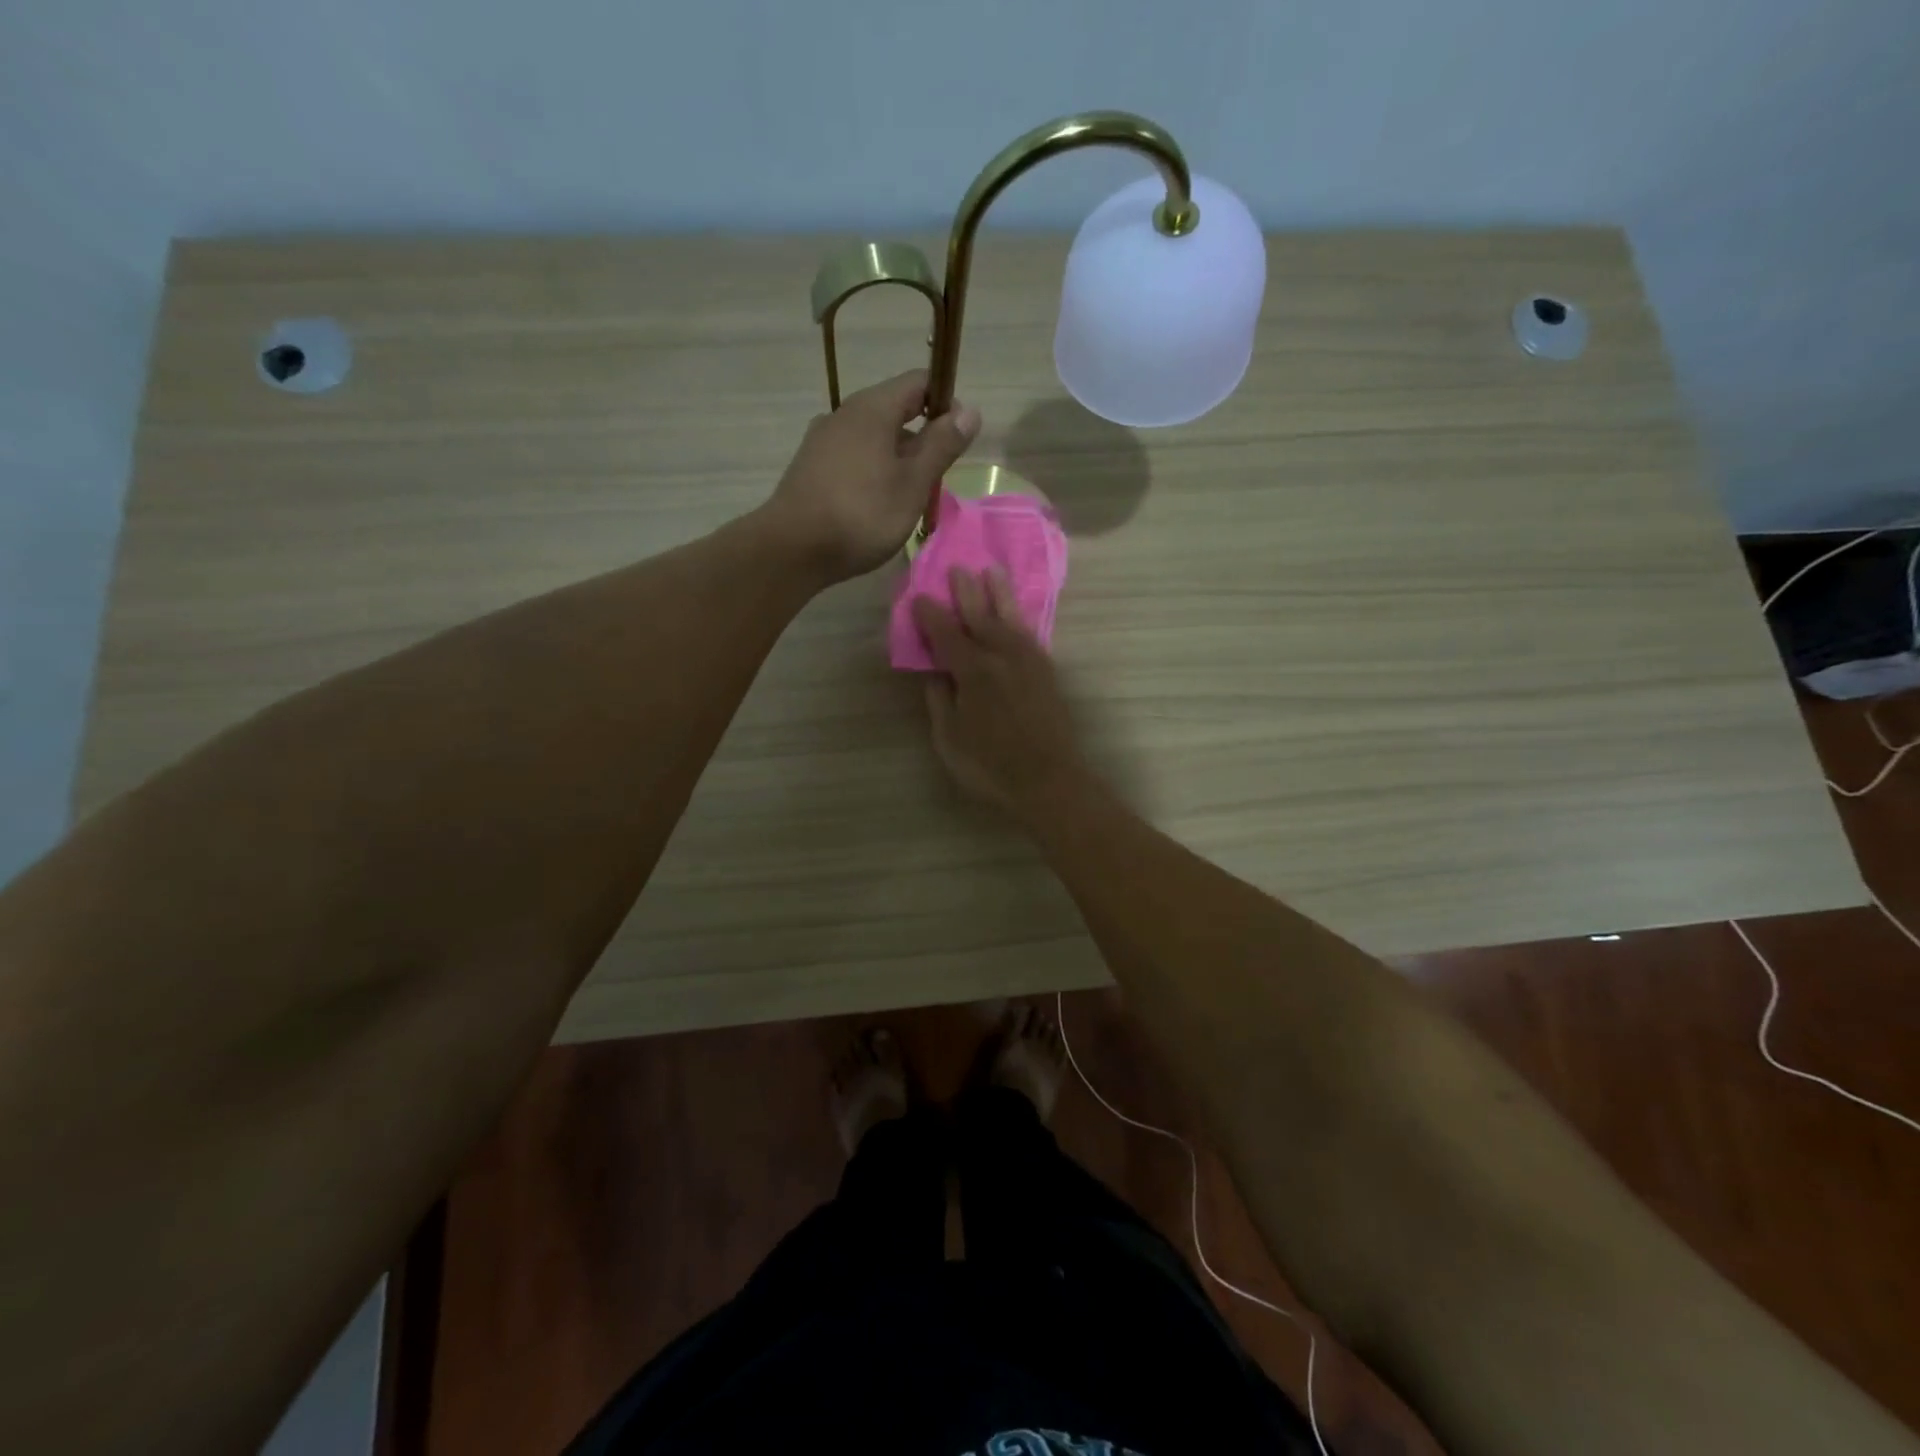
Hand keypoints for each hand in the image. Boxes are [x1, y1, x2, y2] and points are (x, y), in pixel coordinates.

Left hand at [764, 370, 980, 581]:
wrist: (792, 549)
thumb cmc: (862, 514)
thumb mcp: (913, 483)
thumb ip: (942, 445)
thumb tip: (969, 410)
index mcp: (872, 408)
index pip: (918, 382)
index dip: (946, 401)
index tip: (959, 438)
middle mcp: (844, 414)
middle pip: (895, 410)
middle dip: (922, 437)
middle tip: (936, 478)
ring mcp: (822, 440)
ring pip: (873, 438)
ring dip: (898, 459)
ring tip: (909, 498)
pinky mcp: (810, 467)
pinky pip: (853, 457)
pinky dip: (873, 472)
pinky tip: (876, 505)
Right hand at [913, 567, 1087, 821]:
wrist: (1050, 782)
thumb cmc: (990, 767)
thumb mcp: (950, 740)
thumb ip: (940, 702)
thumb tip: (936, 674)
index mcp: (973, 672)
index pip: (946, 634)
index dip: (930, 615)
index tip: (919, 597)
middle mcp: (1002, 657)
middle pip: (981, 616)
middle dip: (967, 591)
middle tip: (957, 568)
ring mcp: (1029, 663)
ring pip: (1011, 619)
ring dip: (1000, 594)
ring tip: (993, 572)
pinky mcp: (1047, 673)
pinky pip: (1030, 634)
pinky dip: (1020, 618)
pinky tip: (1016, 616)